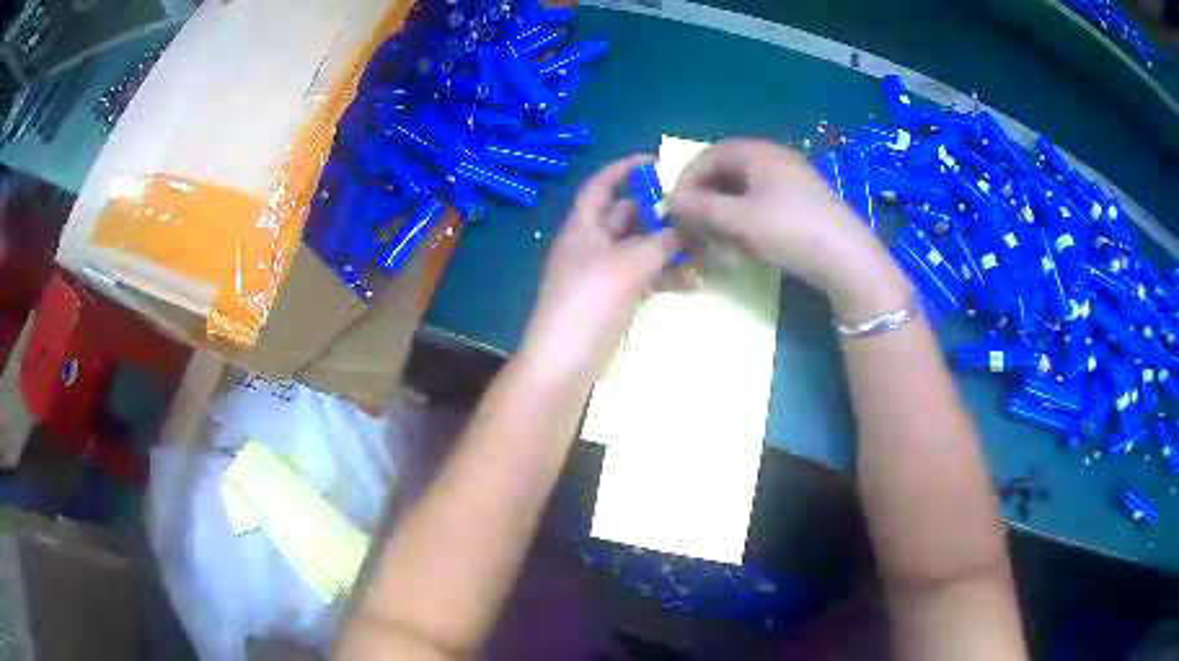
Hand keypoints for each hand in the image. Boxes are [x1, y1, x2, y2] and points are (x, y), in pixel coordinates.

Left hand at [520, 155, 683, 384]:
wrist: (565, 361)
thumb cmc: (589, 302)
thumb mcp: (628, 265)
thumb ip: (660, 241)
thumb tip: (687, 225)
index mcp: (583, 226)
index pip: (601, 185)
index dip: (624, 169)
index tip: (657, 162)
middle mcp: (591, 244)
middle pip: (627, 216)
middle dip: (659, 213)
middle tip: (696, 212)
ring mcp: (602, 273)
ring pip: (639, 248)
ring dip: (667, 246)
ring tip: (703, 249)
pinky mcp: (613, 298)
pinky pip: (642, 276)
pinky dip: (664, 274)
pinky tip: (691, 281)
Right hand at [665, 139, 909, 321]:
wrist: (847, 259)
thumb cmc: (790, 230)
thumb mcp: (739, 220)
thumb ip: (700, 208)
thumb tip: (667, 201)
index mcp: (758, 152)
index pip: (709, 155)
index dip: (687, 179)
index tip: (675, 207)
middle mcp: (774, 159)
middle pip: (726, 172)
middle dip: (705, 199)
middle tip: (693, 225)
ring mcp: (790, 181)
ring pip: (743, 190)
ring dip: (723, 212)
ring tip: (716, 239)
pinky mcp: (801, 203)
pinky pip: (761, 203)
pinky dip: (744, 220)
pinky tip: (743, 243)